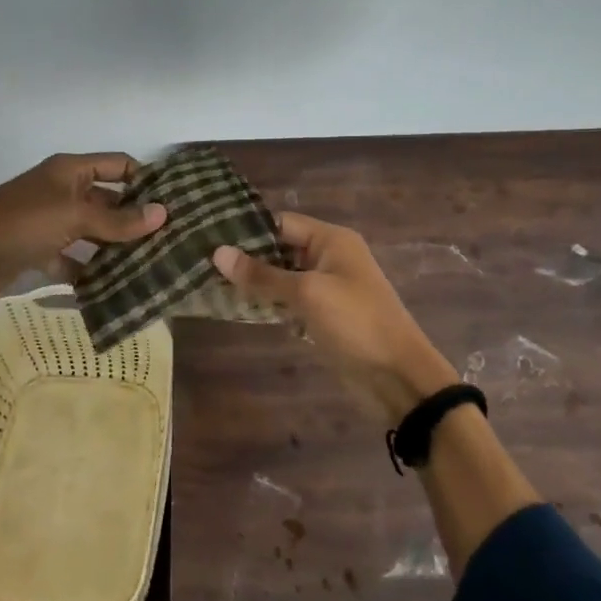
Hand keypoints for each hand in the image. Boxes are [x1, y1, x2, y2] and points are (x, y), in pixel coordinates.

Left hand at [0, 151, 167, 309]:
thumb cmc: (18, 225)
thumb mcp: (72, 216)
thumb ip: (117, 219)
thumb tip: (163, 214)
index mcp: (70, 171)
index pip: (119, 165)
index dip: (146, 180)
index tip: (177, 203)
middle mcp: (63, 192)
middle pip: (109, 200)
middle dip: (136, 219)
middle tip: (173, 242)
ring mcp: (51, 224)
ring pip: (94, 233)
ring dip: (117, 248)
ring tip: (154, 267)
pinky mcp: (40, 253)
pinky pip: (74, 261)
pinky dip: (90, 273)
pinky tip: (116, 290)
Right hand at [212, 213, 458, 423]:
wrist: (398, 377)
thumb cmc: (355, 323)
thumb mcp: (307, 294)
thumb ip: (262, 275)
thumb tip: (218, 252)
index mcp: (332, 240)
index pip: (282, 223)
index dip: (248, 231)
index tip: (210, 239)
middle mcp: (329, 257)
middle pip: (281, 250)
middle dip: (248, 259)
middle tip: (203, 265)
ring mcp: (328, 288)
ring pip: (283, 278)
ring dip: (256, 284)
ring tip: (212, 286)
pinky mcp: (324, 316)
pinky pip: (291, 302)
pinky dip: (270, 305)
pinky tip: (239, 310)